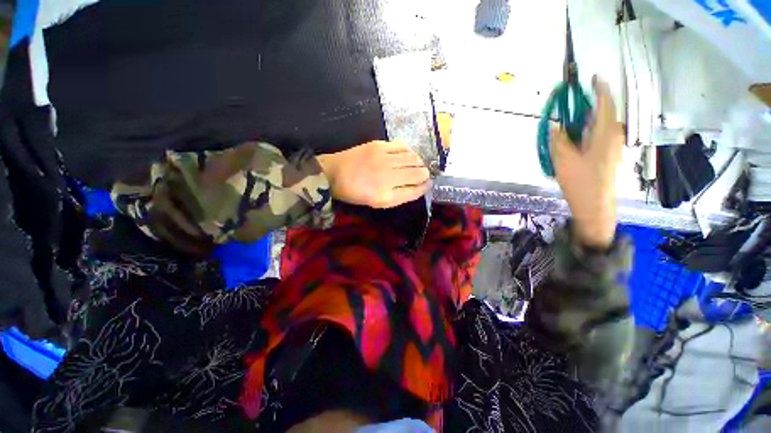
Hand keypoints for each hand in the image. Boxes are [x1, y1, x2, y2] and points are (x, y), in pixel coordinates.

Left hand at [317, 140, 430, 207]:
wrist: (333, 174)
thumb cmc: (355, 192)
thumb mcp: (378, 202)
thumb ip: (399, 196)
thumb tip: (419, 186)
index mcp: (386, 197)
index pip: (415, 191)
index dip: (425, 187)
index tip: (428, 184)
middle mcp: (388, 178)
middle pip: (418, 174)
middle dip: (425, 175)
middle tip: (423, 174)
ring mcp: (383, 160)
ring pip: (413, 159)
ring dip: (419, 163)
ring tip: (418, 164)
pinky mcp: (379, 146)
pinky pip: (403, 146)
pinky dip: (410, 151)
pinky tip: (409, 155)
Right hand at [551, 77, 624, 248]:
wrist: (594, 206)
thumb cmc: (580, 182)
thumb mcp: (563, 160)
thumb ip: (558, 140)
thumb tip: (556, 126)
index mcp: (605, 134)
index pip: (605, 104)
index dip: (600, 89)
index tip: (594, 77)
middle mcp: (613, 137)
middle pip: (604, 114)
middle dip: (590, 105)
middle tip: (573, 106)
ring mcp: (612, 147)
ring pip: (601, 126)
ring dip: (587, 120)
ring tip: (571, 124)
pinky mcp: (608, 156)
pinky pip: (599, 136)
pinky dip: (588, 132)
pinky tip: (576, 140)